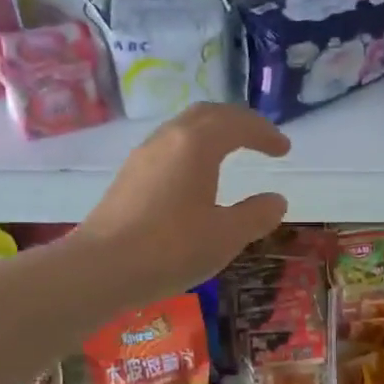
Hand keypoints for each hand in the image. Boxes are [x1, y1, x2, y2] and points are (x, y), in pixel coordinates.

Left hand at [76, 103, 290, 302]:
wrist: (100, 268)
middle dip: (238, 122)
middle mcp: (168, 139)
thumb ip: (256, 215)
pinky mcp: (128, 177)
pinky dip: (193, 150)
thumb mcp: (226, 236)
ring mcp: (143, 156)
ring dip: (212, 133)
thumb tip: (276, 200)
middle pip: (208, 114)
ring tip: (230, 153)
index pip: (238, 123)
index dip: (265, 133)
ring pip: (183, 129)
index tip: (284, 149)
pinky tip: (195, 177)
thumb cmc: (171, 249)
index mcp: (196, 144)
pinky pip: (168, 148)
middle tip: (260, 139)